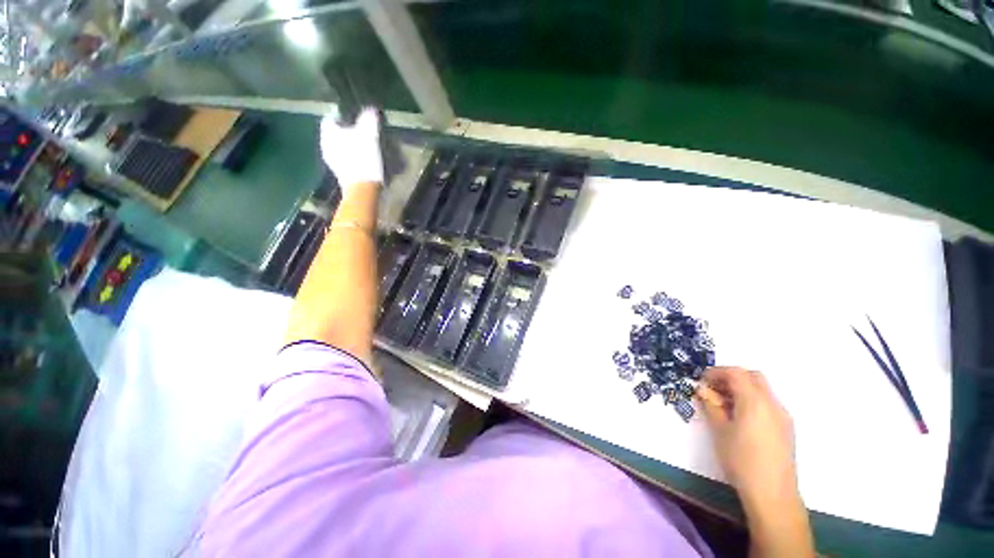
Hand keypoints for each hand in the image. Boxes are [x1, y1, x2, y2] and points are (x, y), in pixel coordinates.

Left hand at [319, 107, 383, 190]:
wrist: (362, 189)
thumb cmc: (363, 159)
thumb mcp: (369, 135)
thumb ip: (369, 120)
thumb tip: (370, 109)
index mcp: (328, 132)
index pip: (332, 116)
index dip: (343, 114)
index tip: (356, 116)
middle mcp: (325, 144)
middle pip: (336, 132)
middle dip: (348, 131)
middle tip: (363, 131)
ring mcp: (331, 160)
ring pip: (340, 146)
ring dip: (351, 145)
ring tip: (366, 146)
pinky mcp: (340, 173)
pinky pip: (345, 159)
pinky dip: (353, 157)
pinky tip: (364, 160)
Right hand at [697, 367, 797, 507]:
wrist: (772, 493)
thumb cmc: (741, 459)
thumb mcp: (719, 430)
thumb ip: (710, 405)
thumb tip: (703, 390)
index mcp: (754, 401)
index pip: (735, 373)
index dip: (716, 372)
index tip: (702, 381)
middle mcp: (772, 403)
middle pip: (752, 376)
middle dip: (731, 377)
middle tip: (713, 389)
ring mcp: (782, 416)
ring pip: (761, 389)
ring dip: (741, 389)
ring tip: (723, 405)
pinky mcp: (786, 428)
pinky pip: (767, 403)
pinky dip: (751, 401)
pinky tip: (739, 418)